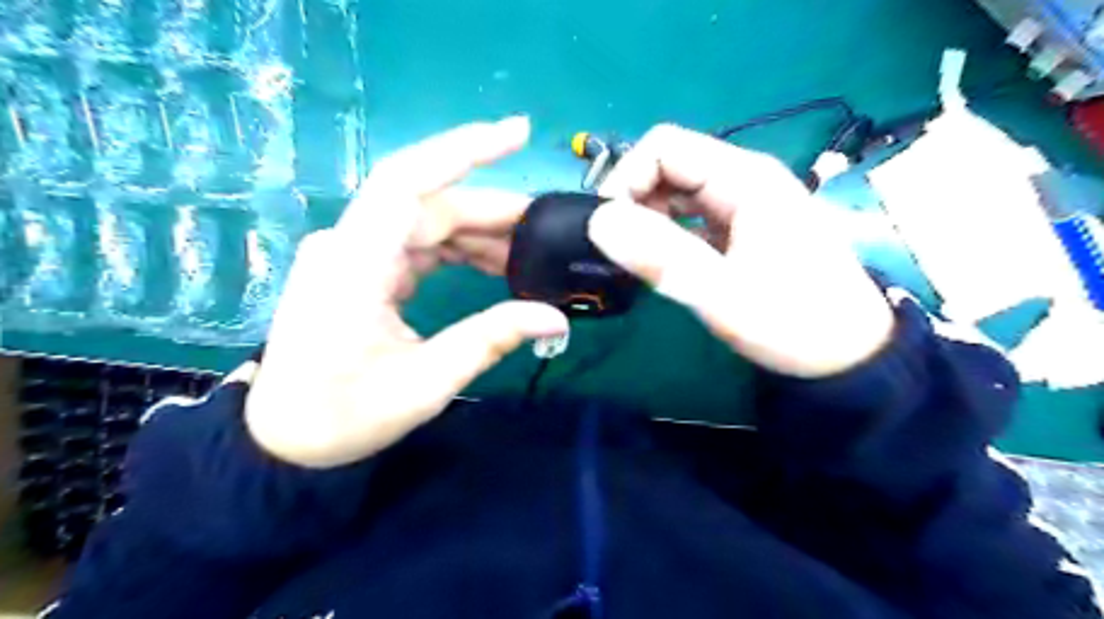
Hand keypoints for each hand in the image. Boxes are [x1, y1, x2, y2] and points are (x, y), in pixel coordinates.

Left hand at [244, 116, 562, 468]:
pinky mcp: (364, 268)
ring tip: (529, 255)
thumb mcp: (425, 383)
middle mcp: (350, 244)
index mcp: (354, 263)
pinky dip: (459, 250)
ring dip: (480, 234)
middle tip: (547, 228)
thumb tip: (554, 317)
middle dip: (493, 212)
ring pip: (428, 222)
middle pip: (430, 204)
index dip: (462, 149)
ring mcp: (355, 253)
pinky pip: (419, 244)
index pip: (407, 182)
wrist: (284, 439)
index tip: (518, 133)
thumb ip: (491, 339)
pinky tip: (494, 265)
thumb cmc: (344, 416)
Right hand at [590, 124, 890, 376]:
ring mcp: (743, 204)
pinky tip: (664, 264)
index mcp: (745, 179)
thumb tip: (599, 222)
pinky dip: (666, 235)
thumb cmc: (794, 323)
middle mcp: (743, 180)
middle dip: (635, 202)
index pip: (664, 147)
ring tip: (641, 262)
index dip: (628, 180)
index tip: (611, 230)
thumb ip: (662, 257)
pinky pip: (689, 217)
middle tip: (623, 253)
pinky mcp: (740, 229)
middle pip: (668, 166)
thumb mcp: (724, 295)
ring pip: (676, 193)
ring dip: (648, 220)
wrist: (848, 356)